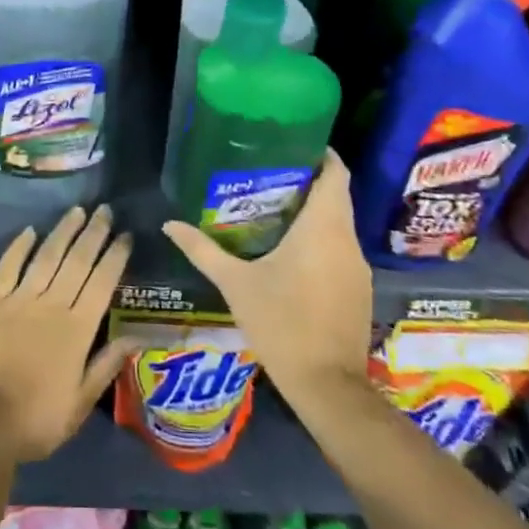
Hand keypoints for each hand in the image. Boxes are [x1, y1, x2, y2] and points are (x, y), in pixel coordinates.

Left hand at [0, 205, 135, 463]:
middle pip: (77, 261)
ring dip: (63, 231)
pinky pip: (8, 266)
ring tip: (77, 210)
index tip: (126, 235)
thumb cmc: (36, 421)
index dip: (115, 256)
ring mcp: (19, 299)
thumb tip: (137, 336)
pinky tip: (30, 230)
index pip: (102, 282)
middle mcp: (52, 305)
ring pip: (46, 256)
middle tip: (105, 209)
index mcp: (78, 329)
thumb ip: (106, 365)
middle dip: (94, 233)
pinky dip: (19, 246)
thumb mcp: (80, 403)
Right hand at [162, 150, 372, 404]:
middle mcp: (346, 239)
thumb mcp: (235, 284)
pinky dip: (321, 238)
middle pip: (337, 195)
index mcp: (323, 227)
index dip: (321, 153)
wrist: (327, 386)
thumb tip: (169, 224)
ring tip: (275, 206)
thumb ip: (202, 250)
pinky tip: (292, 250)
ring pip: (339, 223)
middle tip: (270, 172)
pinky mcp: (359, 289)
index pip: (336, 173)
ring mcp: (357, 266)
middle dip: (309, 180)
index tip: (293, 142)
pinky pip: (341, 248)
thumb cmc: (281, 323)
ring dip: (314, 211)